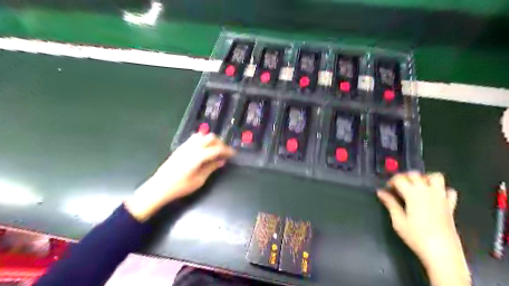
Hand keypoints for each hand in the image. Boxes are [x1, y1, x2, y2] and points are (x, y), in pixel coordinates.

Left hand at [124, 133, 234, 221]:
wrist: (159, 187)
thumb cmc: (180, 186)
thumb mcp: (199, 180)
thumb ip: (211, 168)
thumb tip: (221, 161)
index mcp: (199, 155)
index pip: (217, 149)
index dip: (227, 150)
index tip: (233, 154)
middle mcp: (192, 147)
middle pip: (210, 138)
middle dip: (220, 143)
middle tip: (224, 152)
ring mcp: (185, 146)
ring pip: (202, 135)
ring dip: (210, 140)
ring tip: (214, 150)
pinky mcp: (180, 148)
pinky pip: (194, 139)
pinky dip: (202, 141)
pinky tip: (203, 150)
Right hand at [377, 172, 467, 285]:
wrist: (442, 252)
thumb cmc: (416, 236)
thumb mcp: (398, 220)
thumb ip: (390, 203)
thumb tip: (380, 192)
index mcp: (413, 194)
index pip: (400, 179)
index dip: (391, 181)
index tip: (387, 189)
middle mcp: (427, 191)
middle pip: (415, 174)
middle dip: (404, 177)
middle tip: (398, 187)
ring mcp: (441, 197)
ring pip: (435, 177)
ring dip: (424, 178)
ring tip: (417, 187)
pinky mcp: (450, 205)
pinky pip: (449, 190)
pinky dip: (441, 190)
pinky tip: (434, 197)